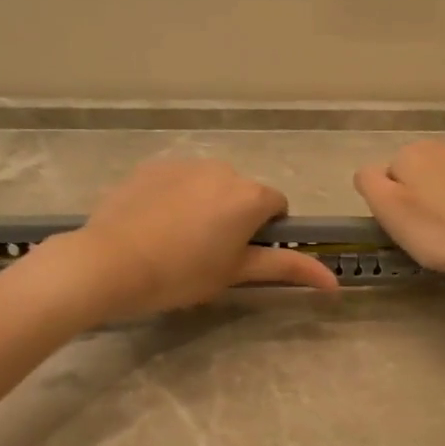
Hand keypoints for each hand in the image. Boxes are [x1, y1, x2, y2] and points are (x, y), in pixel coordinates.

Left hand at [56, 158, 338, 320]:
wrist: (110, 262)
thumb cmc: (182, 274)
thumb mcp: (236, 273)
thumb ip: (288, 269)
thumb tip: (335, 282)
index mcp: (250, 196)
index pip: (277, 206)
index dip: (265, 231)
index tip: (242, 255)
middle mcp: (223, 169)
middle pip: (242, 193)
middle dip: (234, 217)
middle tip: (208, 254)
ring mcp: (184, 164)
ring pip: (209, 185)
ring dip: (205, 205)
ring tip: (176, 241)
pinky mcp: (151, 166)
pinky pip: (177, 181)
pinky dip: (174, 198)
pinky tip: (153, 226)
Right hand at [353, 141, 444, 283]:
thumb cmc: (439, 230)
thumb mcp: (388, 209)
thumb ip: (368, 183)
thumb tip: (368, 173)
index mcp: (411, 152)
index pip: (381, 178)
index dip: (388, 206)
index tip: (402, 227)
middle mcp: (439, 148)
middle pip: (410, 179)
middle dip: (412, 203)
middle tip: (423, 234)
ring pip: (436, 187)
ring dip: (436, 207)